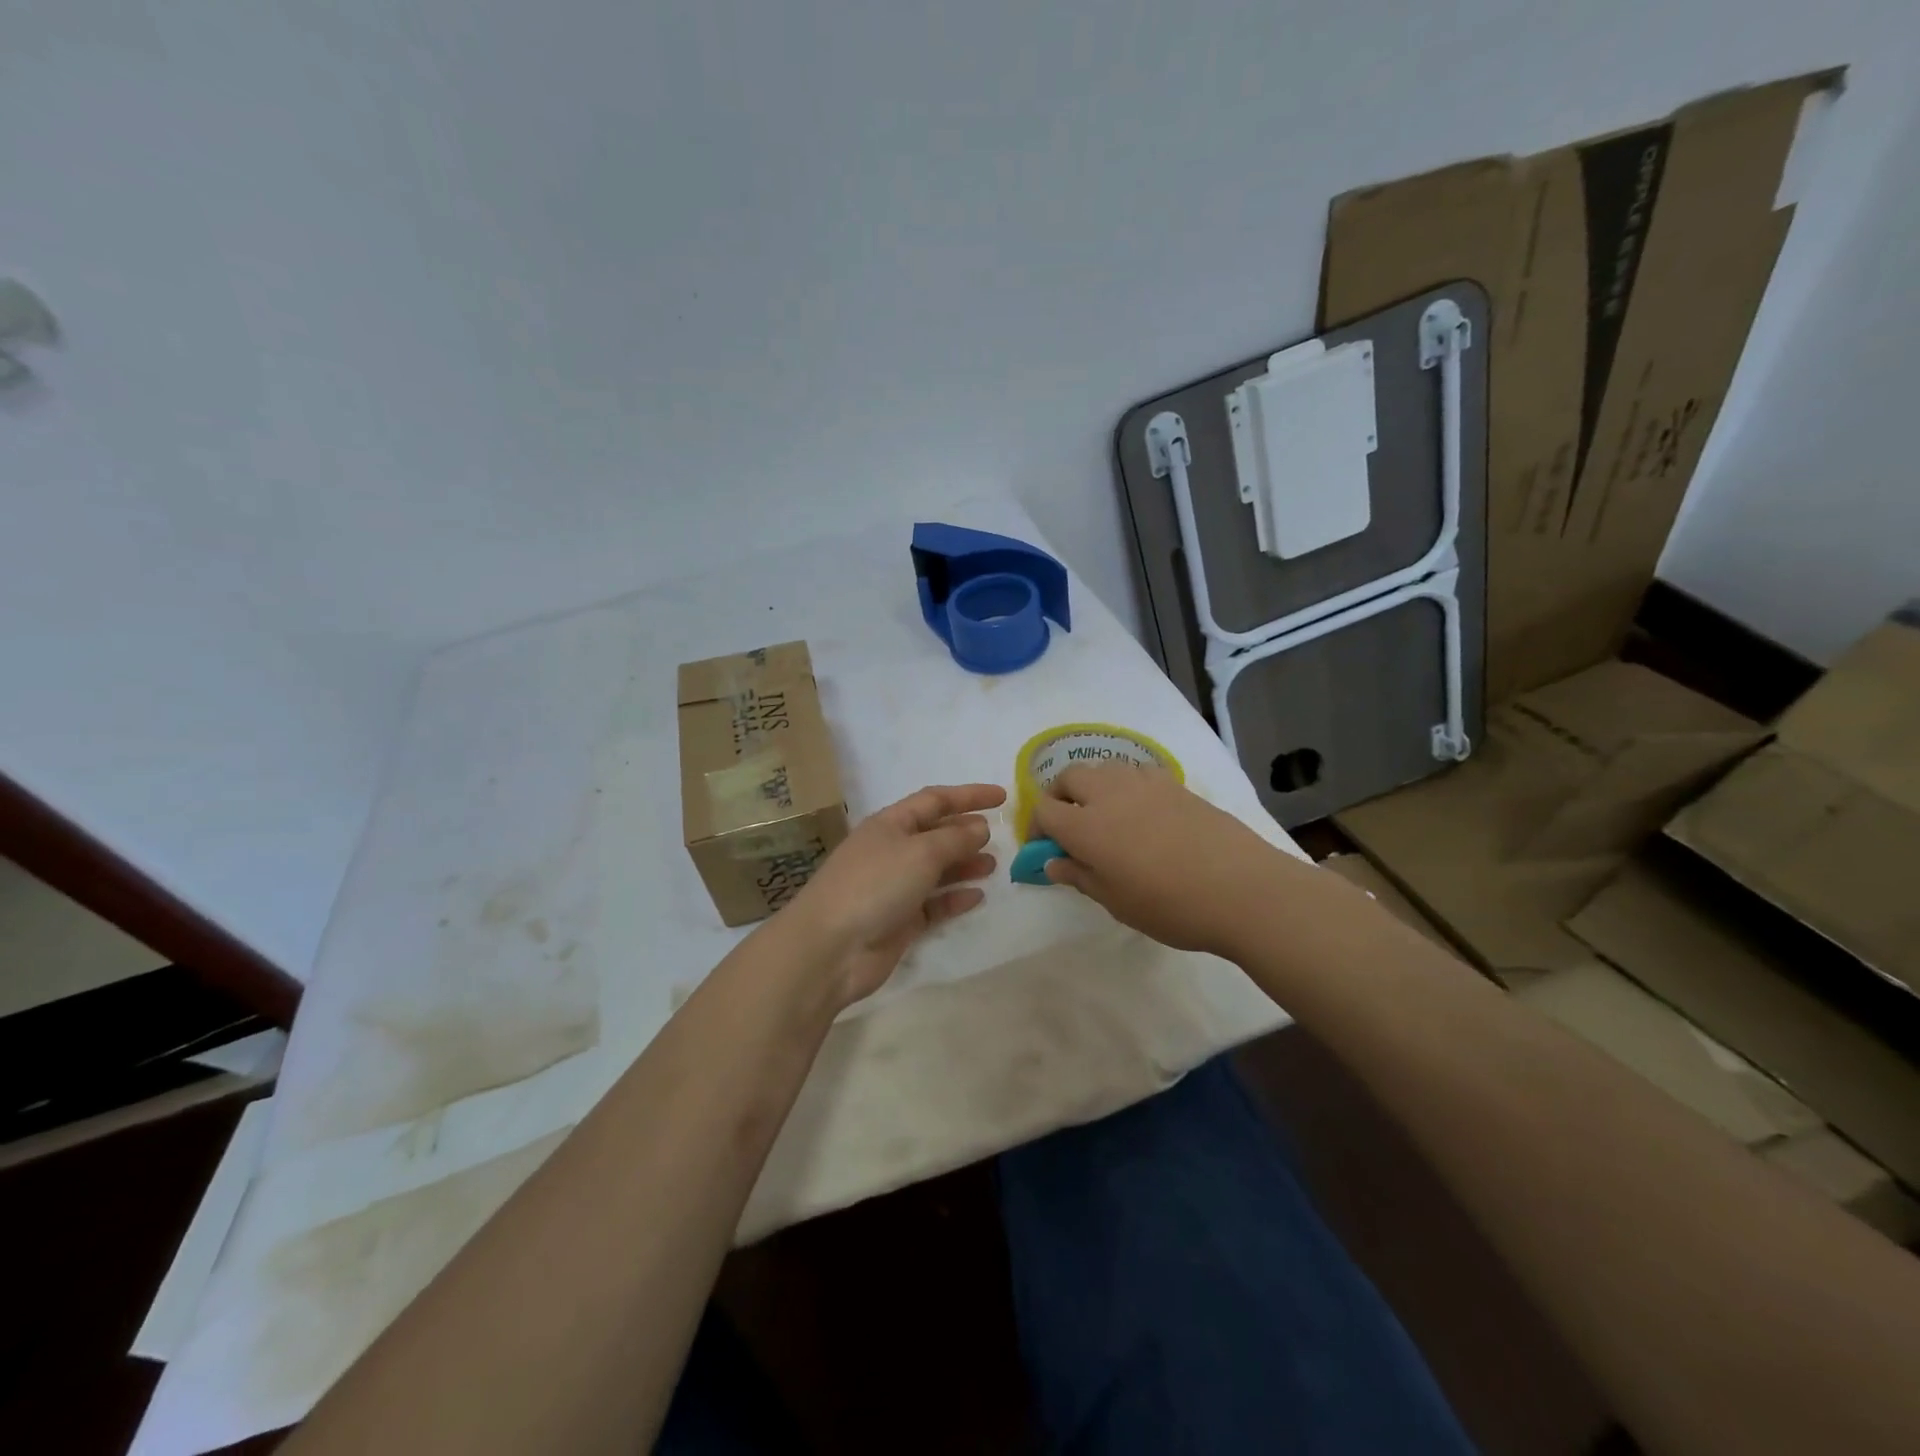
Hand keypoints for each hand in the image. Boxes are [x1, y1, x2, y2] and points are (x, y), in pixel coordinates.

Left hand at [778, 783, 1003, 1009]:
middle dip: (966, 832)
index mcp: (890, 824)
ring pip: (936, 870)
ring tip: (993, 866)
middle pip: (935, 834)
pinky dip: (954, 898)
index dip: (969, 795)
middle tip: (1001, 837)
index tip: (1002, 797)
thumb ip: (955, 838)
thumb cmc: (875, 886)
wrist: (830, 948)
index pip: (935, 800)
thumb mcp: (921, 852)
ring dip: (964, 865)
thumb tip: (980, 827)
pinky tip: (977, 897)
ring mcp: (893, 887)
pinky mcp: (898, 921)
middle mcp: (891, 851)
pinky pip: (933, 904)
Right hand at [1029, 763, 1290, 957]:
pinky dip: (1126, 786)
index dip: (1037, 827)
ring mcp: (1144, 783)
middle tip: (1070, 827)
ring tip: (1106, 818)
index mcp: (1085, 825)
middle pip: (1068, 777)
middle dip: (1060, 797)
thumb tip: (1053, 861)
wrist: (1242, 889)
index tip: (1047, 848)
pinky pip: (1136, 773)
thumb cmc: (1171, 905)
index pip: (1044, 809)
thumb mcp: (1116, 902)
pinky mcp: (1175, 783)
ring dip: (1093, 787)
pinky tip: (1143, 813)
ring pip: (1103, 769)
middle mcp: (1109, 794)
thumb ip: (1079, 876)